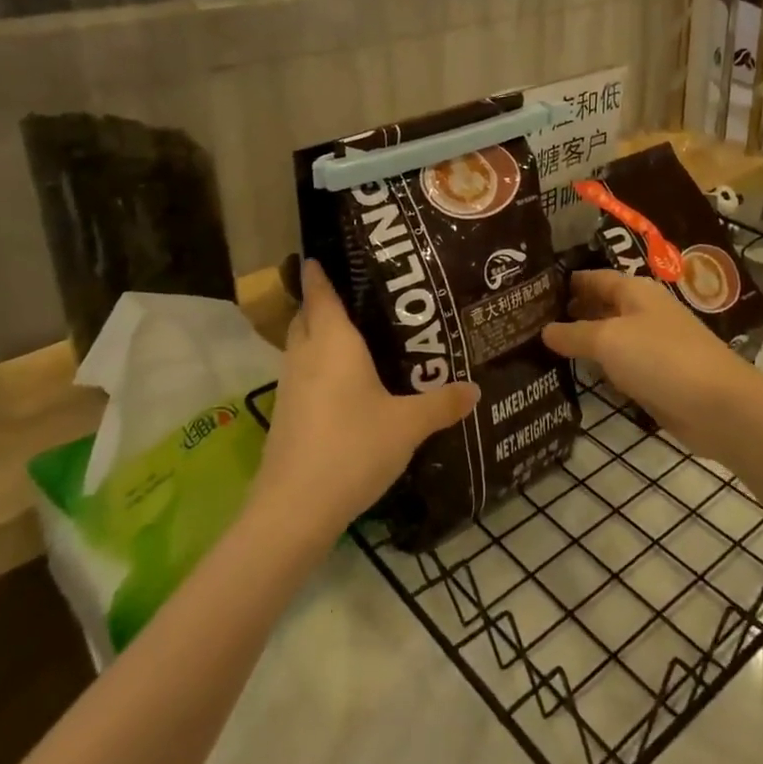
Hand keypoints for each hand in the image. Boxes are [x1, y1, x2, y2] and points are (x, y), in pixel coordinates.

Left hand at [253, 260, 478, 536]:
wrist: (295, 509)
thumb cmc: (353, 448)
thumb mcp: (408, 425)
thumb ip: (441, 404)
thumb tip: (475, 389)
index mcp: (333, 343)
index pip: (320, 294)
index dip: (318, 273)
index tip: (318, 254)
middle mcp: (306, 356)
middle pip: (305, 317)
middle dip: (320, 302)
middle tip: (354, 294)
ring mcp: (291, 387)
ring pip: (300, 347)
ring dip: (317, 335)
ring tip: (354, 335)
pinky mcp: (286, 415)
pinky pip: (302, 374)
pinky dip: (318, 366)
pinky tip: (344, 383)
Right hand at [542, 269, 762, 465]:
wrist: (717, 405)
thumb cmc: (660, 357)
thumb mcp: (609, 340)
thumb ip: (574, 334)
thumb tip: (544, 330)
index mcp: (635, 290)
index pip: (593, 277)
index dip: (565, 282)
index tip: (531, 290)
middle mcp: (643, 312)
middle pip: (601, 305)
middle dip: (570, 311)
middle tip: (528, 320)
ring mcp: (651, 345)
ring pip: (609, 337)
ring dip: (582, 341)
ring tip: (540, 346)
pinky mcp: (656, 377)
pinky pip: (620, 365)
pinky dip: (600, 367)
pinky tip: (576, 374)